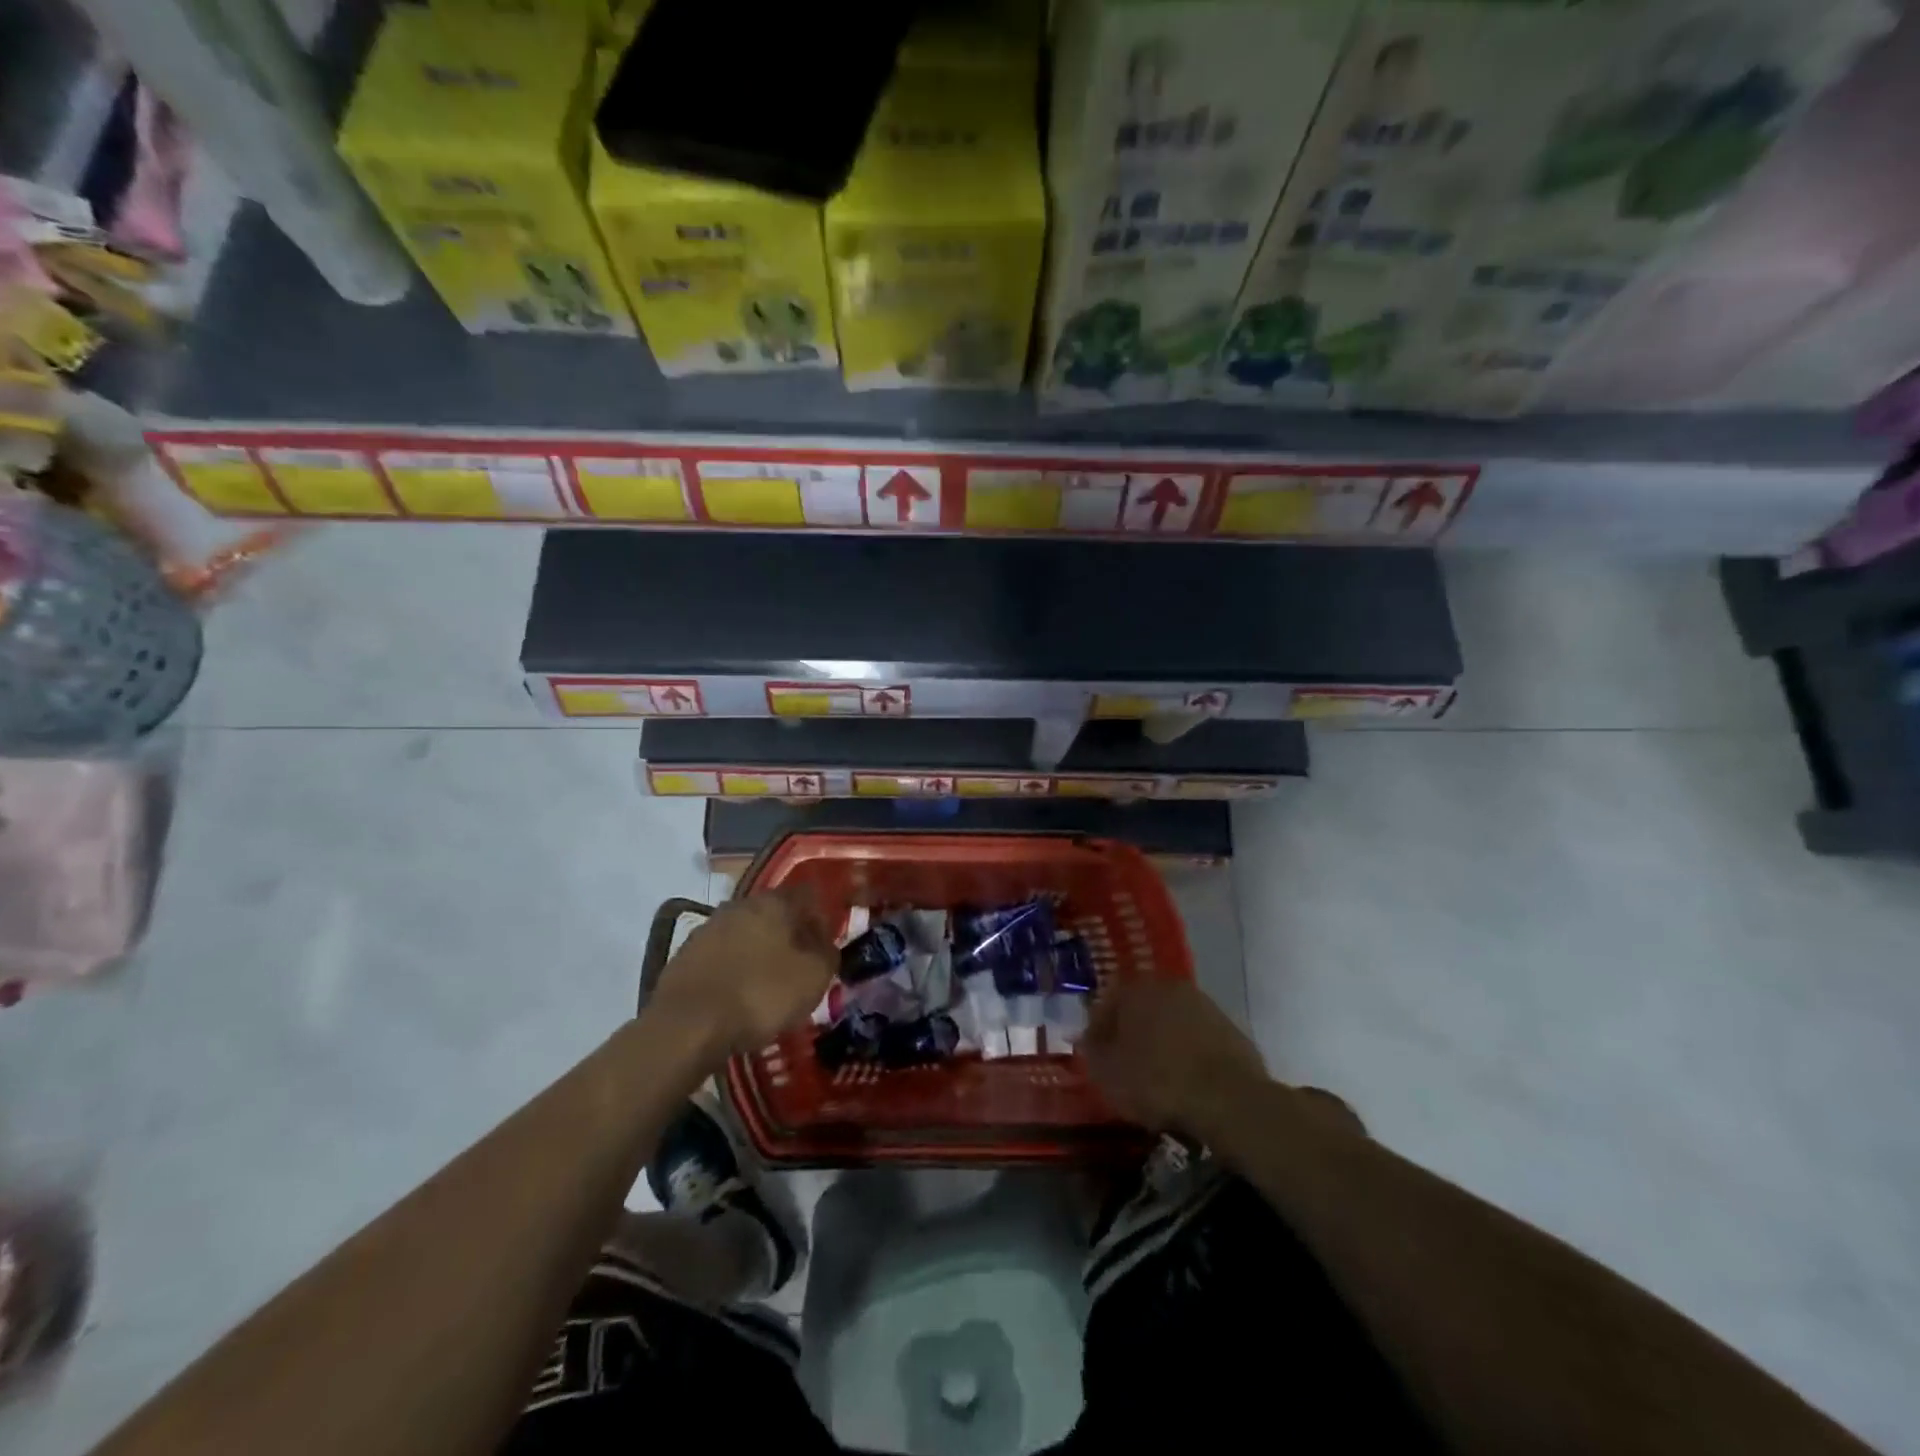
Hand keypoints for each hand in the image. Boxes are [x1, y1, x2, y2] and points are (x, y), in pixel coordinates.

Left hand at [647, 888, 836, 1058]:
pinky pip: (721, 955)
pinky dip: (733, 968)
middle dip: (788, 936)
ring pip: (746, 933)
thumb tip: (826, 944)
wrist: (687, 1025)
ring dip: (759, 952)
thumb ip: (827, 954)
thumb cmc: (761, 994)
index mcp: (774, 902)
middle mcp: (740, 904)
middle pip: (774, 913)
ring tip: (767, 985)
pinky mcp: (685, 953)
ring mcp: (709, 927)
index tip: (824, 948)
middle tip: (798, 967)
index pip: (808, 895)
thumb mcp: (814, 978)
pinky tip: (737, 995)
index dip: (820, 920)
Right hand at [1083, 978, 1271, 1138]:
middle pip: (1143, 1008)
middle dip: (1132, 1033)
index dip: (1098, 1030)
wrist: (1230, 1100)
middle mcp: (1172, 986)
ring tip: (1157, 1078)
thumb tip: (1088, 1039)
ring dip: (1162, 1043)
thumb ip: (1092, 1051)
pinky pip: (1198, 1041)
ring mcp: (1206, 1006)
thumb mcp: (1108, 1073)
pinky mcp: (1232, 1031)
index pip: (1108, 1001)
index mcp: (1138, 988)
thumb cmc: (1157, 1081)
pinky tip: (1186, 1084)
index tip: (1096, 1056)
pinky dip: (1189, 1056)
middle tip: (1125, 1065)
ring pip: (1172, 1023)